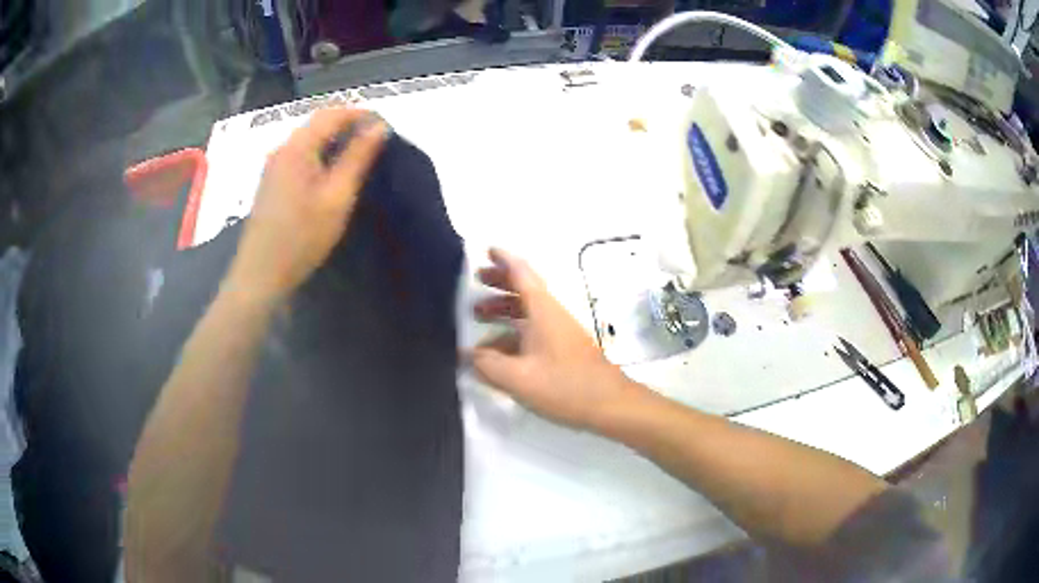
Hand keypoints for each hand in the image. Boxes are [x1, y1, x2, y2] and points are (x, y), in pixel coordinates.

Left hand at [227, 107, 386, 302]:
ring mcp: (272, 165)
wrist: (261, 274)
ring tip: (358, 155)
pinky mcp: (270, 181)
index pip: (332, 113)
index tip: (384, 126)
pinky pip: (299, 155)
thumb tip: (379, 126)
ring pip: (308, 139)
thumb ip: (358, 157)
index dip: (360, 113)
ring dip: (334, 140)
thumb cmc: (302, 237)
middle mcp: (281, 148)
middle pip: (317, 123)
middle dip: (347, 125)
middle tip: (375, 141)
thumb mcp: (337, 196)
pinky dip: (319, 154)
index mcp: (297, 147)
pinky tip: (331, 173)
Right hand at [471, 248, 647, 430]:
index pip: (522, 273)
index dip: (504, 259)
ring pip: (528, 310)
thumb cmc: (564, 385)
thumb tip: (468, 355)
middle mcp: (551, 314)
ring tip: (478, 315)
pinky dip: (512, 333)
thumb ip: (488, 365)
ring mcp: (559, 332)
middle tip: (478, 278)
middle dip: (501, 280)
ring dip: (504, 307)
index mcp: (542, 310)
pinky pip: (532, 331)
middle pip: (525, 288)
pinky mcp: (562, 349)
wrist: (609, 404)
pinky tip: (496, 352)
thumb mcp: (518, 378)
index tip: (487, 250)